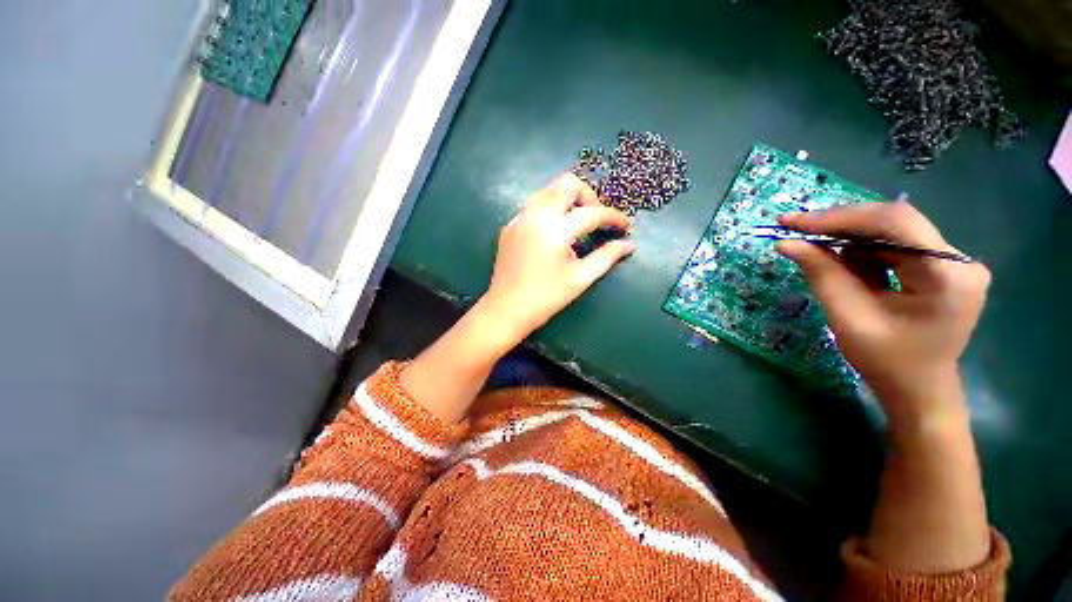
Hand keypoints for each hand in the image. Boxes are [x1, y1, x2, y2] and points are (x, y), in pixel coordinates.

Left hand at [478, 174, 635, 342]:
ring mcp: (520, 218)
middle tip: (595, 219)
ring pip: (548, 190)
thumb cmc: (546, 298)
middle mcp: (536, 215)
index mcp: (555, 230)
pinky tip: (554, 232)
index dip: (613, 217)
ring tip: (576, 223)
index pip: (592, 213)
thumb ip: (607, 257)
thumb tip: (630, 244)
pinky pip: (534, 205)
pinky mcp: (510, 225)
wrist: (506, 309)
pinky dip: (550, 209)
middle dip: (588, 196)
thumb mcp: (580, 278)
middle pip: (567, 183)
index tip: (625, 225)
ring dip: (568, 199)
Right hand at [776, 200, 990, 433]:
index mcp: (949, 275)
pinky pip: (893, 247)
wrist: (918, 391)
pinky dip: (859, 252)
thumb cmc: (887, 362)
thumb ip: (822, 275)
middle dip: (840, 224)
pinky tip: (839, 264)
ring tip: (813, 250)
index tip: (794, 222)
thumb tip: (787, 243)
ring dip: (847, 238)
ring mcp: (952, 262)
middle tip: (794, 228)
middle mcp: (958, 259)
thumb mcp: (848, 318)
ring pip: (890, 232)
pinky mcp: (940, 267)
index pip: (895, 223)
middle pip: (894, 223)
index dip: (840, 217)